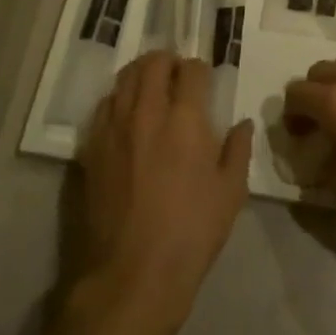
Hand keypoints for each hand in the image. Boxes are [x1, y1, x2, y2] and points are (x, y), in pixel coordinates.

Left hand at [76, 53, 253, 334]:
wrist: (132, 273)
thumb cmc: (191, 233)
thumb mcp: (231, 193)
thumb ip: (238, 150)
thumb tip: (242, 123)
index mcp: (186, 118)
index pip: (192, 69)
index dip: (200, 70)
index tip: (205, 82)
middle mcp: (147, 112)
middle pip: (153, 63)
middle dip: (169, 61)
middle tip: (177, 76)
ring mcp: (115, 127)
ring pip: (124, 77)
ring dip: (141, 73)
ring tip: (152, 87)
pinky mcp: (93, 146)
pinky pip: (104, 104)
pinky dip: (119, 98)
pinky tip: (127, 114)